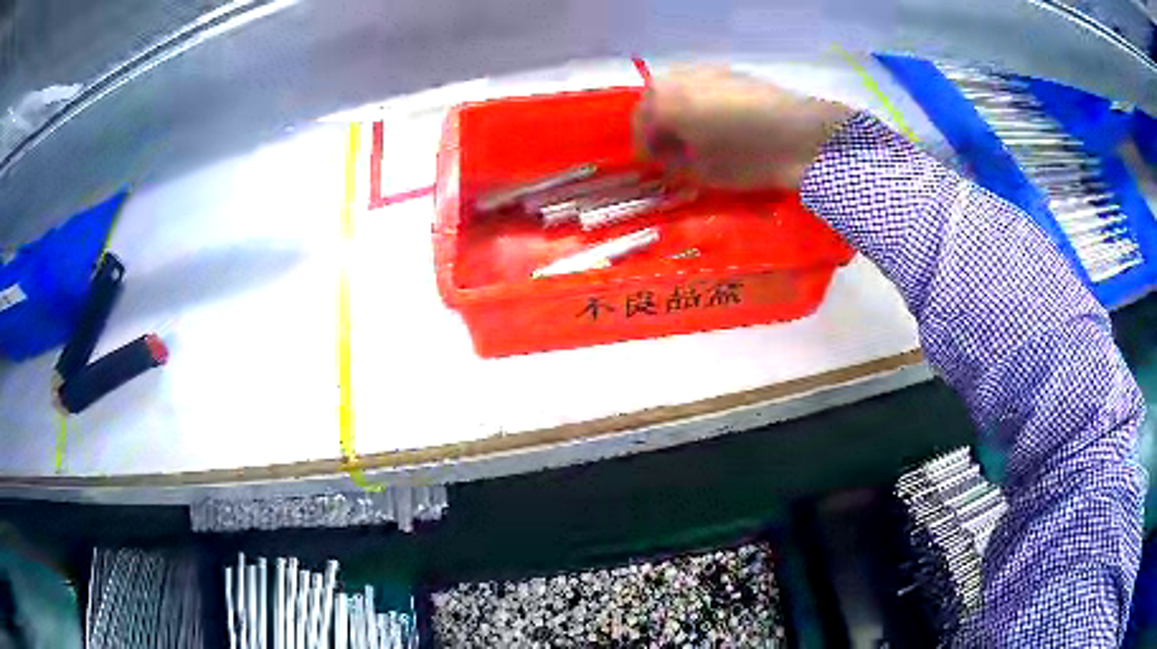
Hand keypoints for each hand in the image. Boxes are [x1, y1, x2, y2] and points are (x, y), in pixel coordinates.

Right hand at [634, 66, 853, 189]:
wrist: (804, 133)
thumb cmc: (749, 156)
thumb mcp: (705, 172)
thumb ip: (676, 165)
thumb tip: (668, 160)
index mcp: (662, 102)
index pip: (640, 128)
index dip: (645, 153)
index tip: (655, 170)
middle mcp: (676, 77)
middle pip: (655, 103)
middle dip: (659, 128)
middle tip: (672, 153)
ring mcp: (705, 70)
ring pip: (677, 92)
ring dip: (678, 114)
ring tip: (696, 138)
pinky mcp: (731, 71)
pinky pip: (701, 88)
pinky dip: (699, 104)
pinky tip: (717, 123)